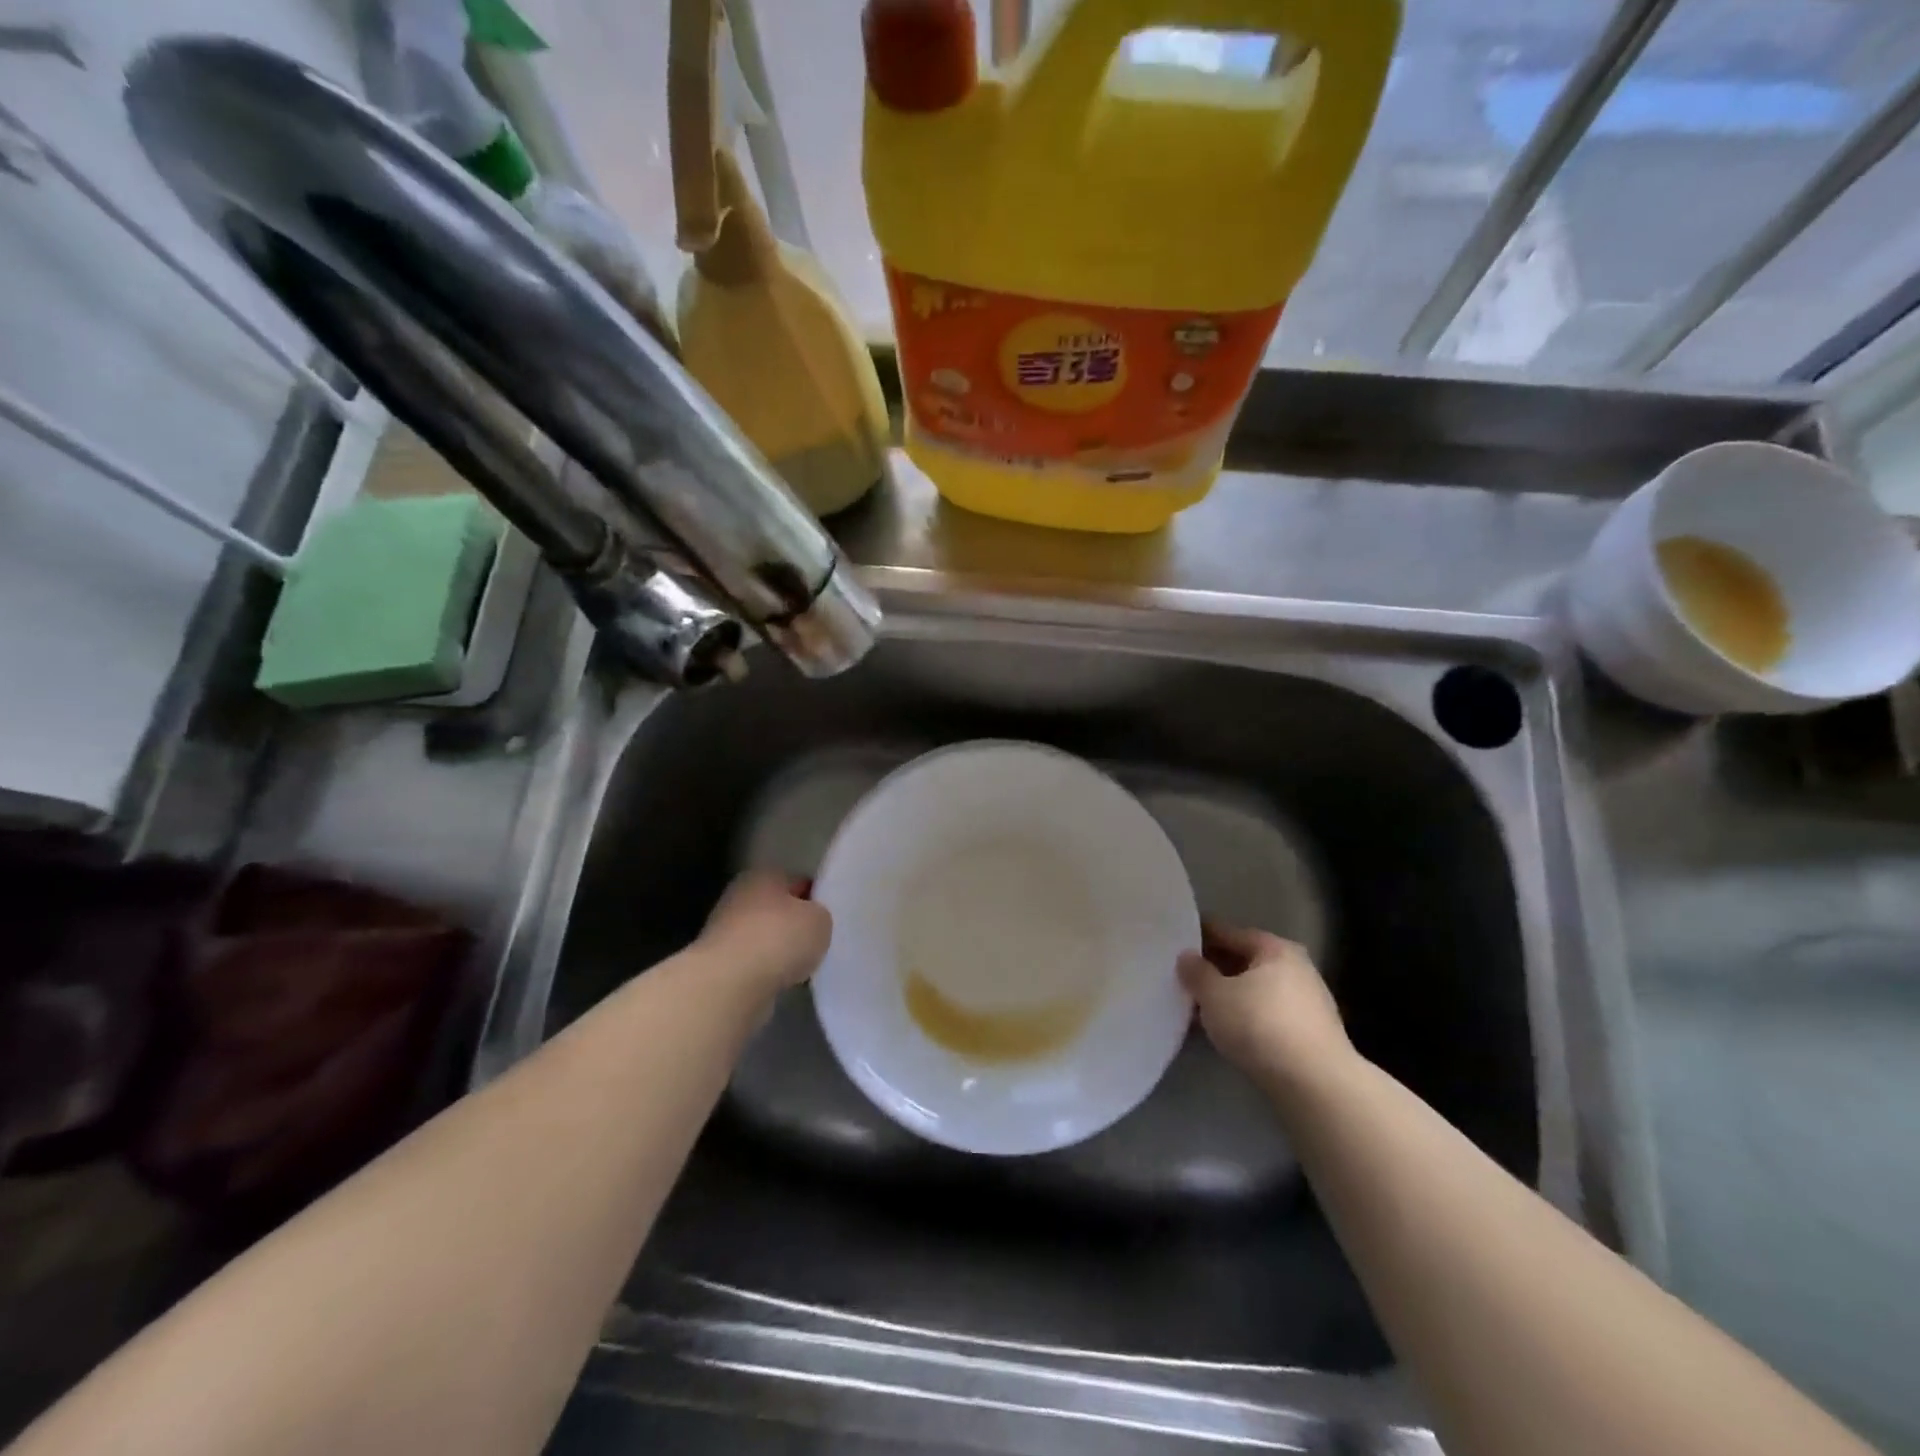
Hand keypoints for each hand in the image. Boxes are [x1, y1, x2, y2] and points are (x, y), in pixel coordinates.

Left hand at [697, 871, 832, 997]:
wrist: (730, 985)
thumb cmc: (779, 939)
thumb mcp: (820, 920)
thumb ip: (819, 915)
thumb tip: (810, 921)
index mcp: (763, 875)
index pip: (797, 881)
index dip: (815, 898)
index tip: (827, 917)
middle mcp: (739, 896)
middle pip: (777, 909)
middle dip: (794, 925)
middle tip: (817, 942)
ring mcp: (723, 931)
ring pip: (763, 937)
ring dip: (779, 950)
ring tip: (801, 966)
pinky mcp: (718, 964)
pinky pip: (753, 963)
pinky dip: (765, 971)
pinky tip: (780, 981)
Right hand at [1178, 924, 1353, 1098]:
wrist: (1315, 1085)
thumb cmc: (1260, 1025)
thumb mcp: (1214, 995)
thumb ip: (1196, 972)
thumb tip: (1187, 957)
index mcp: (1276, 948)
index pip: (1230, 933)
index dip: (1200, 936)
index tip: (1176, 943)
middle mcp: (1297, 968)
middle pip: (1245, 962)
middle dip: (1214, 969)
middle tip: (1182, 977)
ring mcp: (1307, 1003)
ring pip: (1255, 991)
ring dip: (1229, 996)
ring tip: (1198, 1007)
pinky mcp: (1309, 1036)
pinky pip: (1266, 1016)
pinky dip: (1244, 1018)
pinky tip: (1225, 1031)